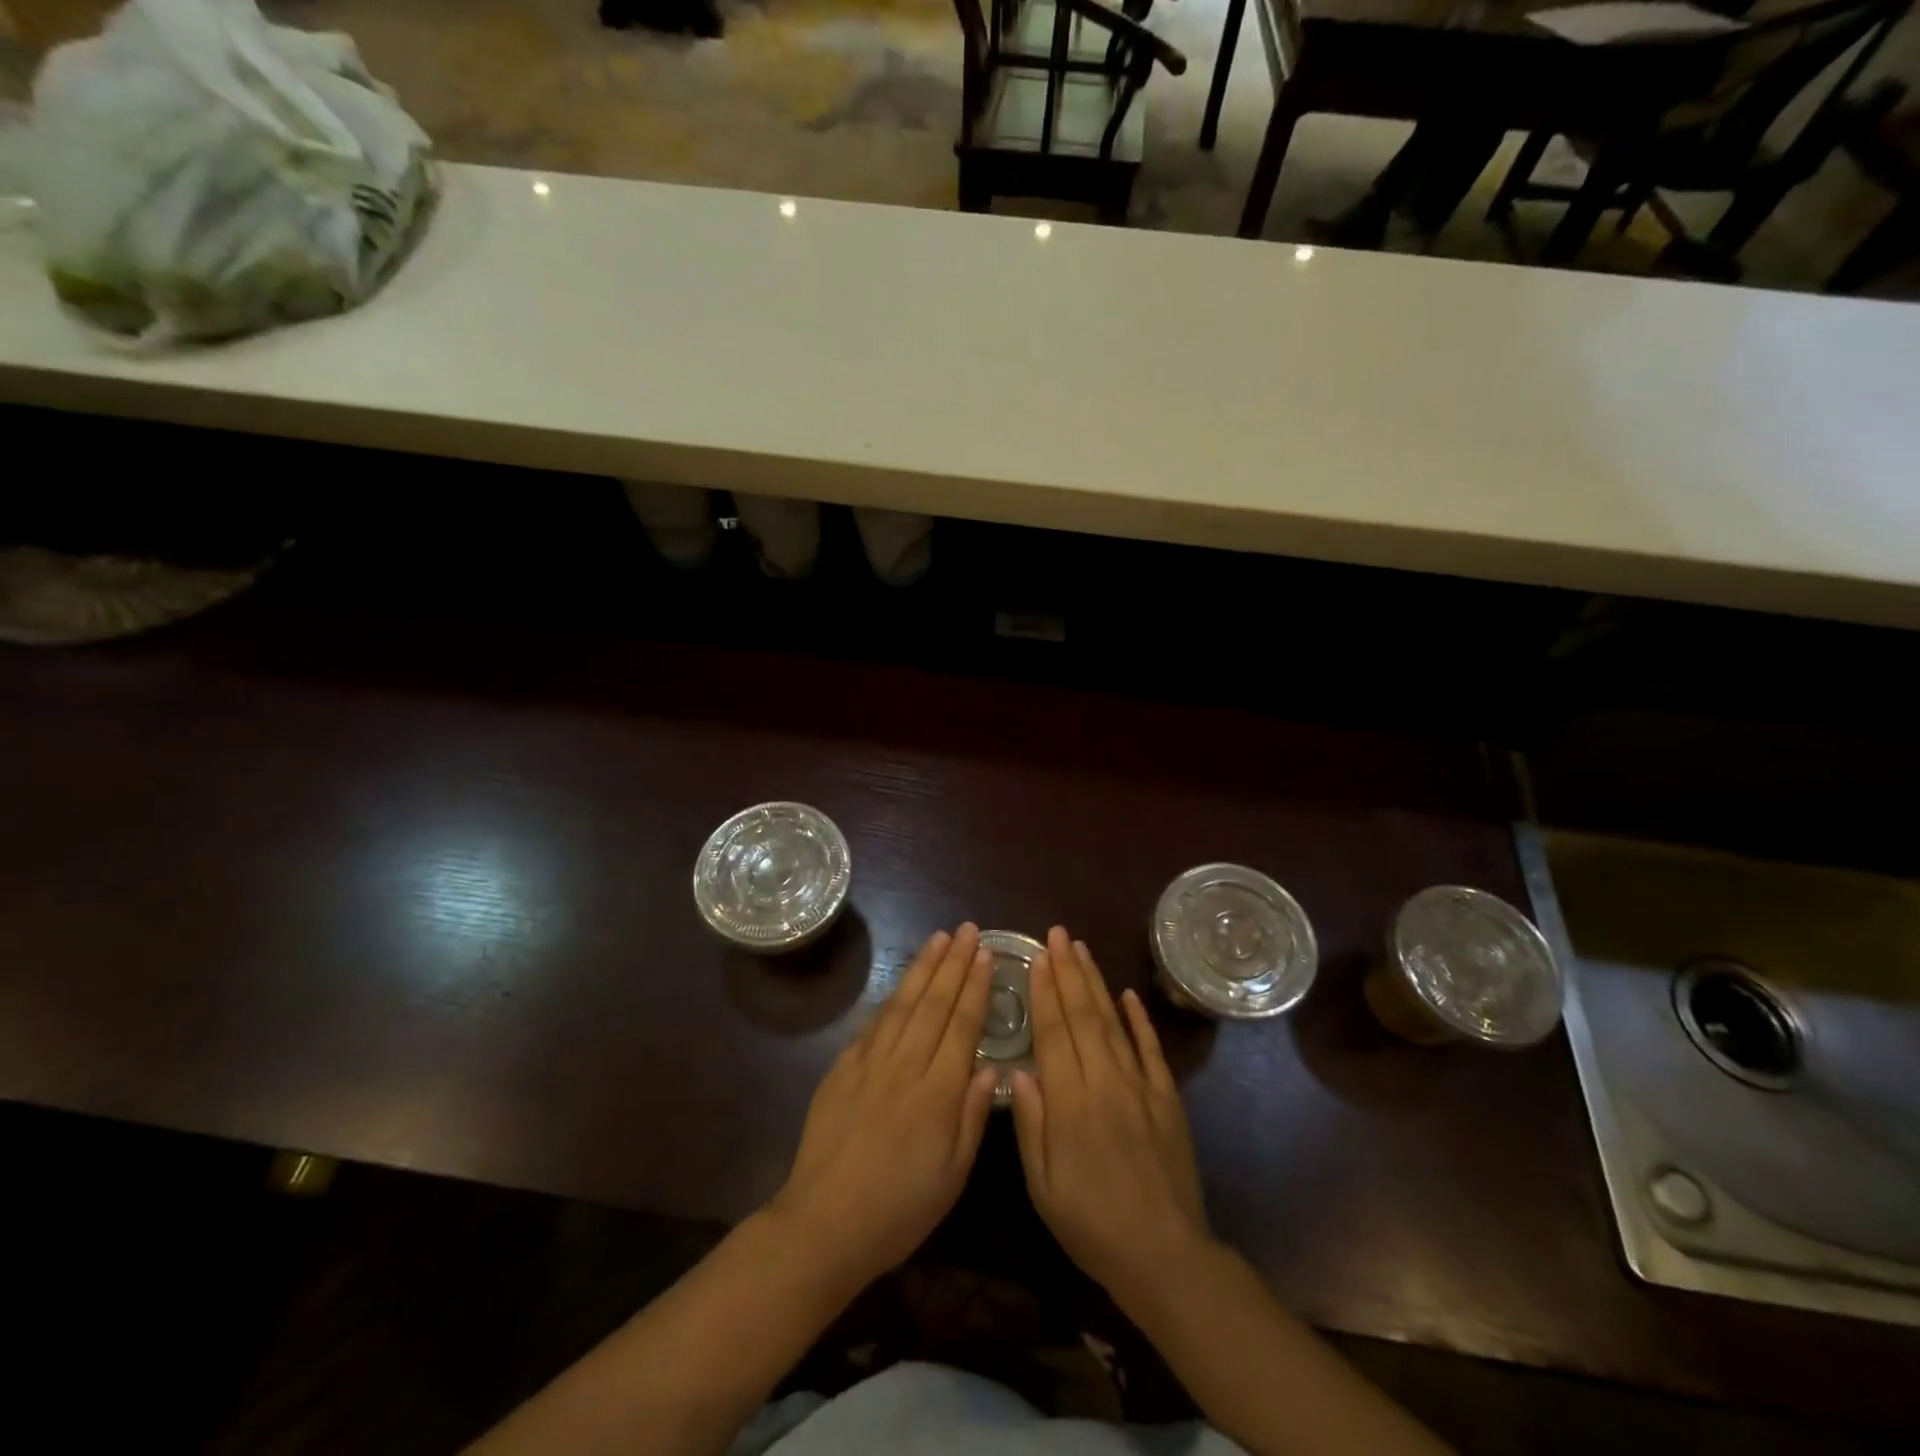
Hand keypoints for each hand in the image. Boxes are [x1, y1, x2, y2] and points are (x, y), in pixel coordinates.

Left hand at [771, 924, 998, 1290]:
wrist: (824, 1223)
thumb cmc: (899, 1209)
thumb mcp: (952, 1175)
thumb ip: (971, 1115)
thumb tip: (990, 1066)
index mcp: (938, 1092)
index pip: (962, 1025)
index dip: (976, 986)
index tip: (986, 953)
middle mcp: (906, 1065)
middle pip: (934, 1003)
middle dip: (954, 963)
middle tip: (968, 929)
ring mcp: (870, 1063)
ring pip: (903, 1004)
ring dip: (923, 968)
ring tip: (939, 939)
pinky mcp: (842, 1069)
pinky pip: (873, 1025)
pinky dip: (890, 998)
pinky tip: (900, 982)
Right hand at [1011, 927, 1213, 1311]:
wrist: (1166, 1256)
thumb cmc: (1092, 1225)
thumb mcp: (1044, 1186)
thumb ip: (1030, 1124)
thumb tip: (1018, 1070)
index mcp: (1072, 1103)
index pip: (1054, 1033)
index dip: (1044, 992)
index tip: (1036, 957)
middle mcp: (1106, 1082)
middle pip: (1084, 1016)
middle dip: (1068, 971)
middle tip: (1057, 934)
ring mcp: (1141, 1087)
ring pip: (1114, 1023)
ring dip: (1096, 983)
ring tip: (1082, 950)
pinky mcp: (1167, 1098)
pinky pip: (1151, 1049)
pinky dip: (1139, 1019)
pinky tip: (1127, 994)